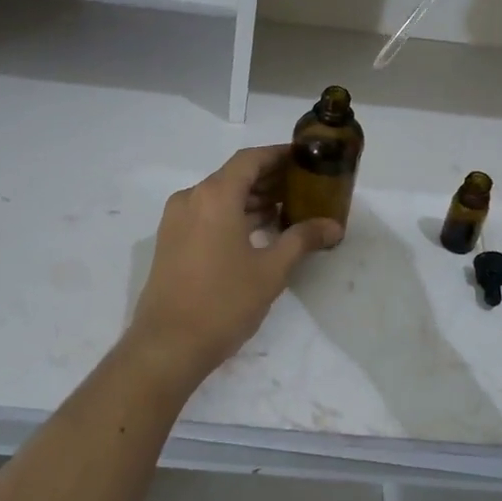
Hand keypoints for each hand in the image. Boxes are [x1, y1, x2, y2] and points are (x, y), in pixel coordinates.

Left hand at [126, 146, 342, 380]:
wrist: (168, 345)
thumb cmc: (223, 302)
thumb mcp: (271, 271)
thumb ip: (302, 240)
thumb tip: (333, 226)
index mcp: (215, 196)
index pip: (250, 159)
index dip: (279, 155)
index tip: (305, 158)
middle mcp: (191, 198)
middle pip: (234, 176)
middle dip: (269, 179)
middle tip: (303, 187)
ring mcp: (176, 220)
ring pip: (219, 196)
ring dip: (251, 199)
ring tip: (287, 210)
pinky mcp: (171, 241)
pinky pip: (206, 214)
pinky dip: (233, 215)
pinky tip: (258, 231)